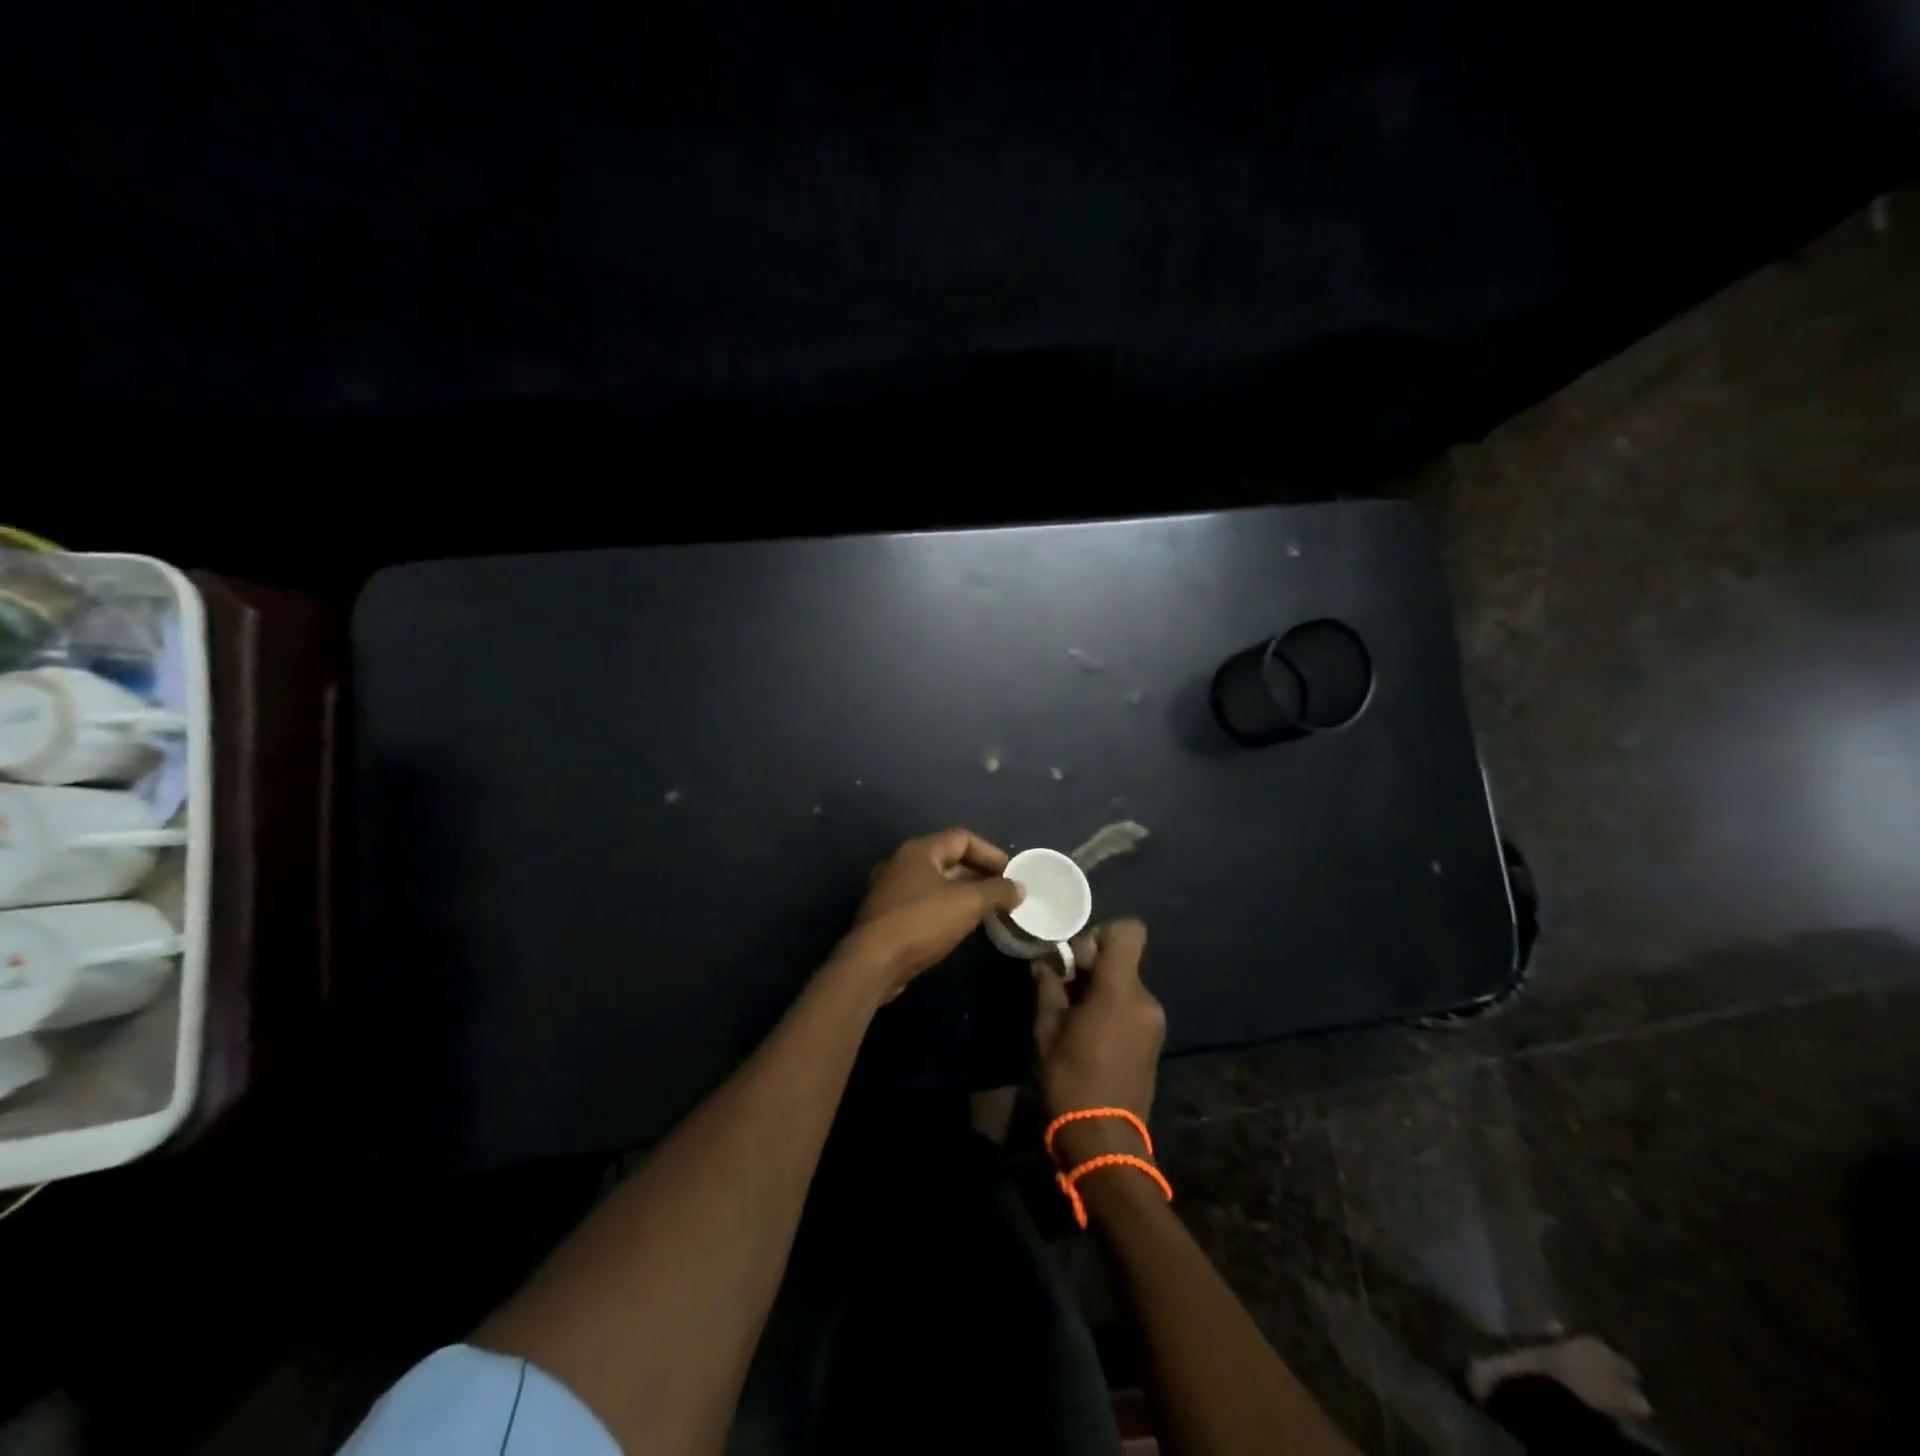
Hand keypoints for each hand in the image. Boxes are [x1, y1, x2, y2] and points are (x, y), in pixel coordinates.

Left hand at [837, 828, 1024, 997]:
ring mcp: (891, 889)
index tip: (1011, 873)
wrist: (873, 962)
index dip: (990, 852)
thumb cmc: (922, 922)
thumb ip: (997, 891)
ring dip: (963, 892)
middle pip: (948, 859)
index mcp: (919, 850)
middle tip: (1003, 892)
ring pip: (936, 882)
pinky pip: (924, 902)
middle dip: (978, 873)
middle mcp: (902, 862)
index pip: (962, 838)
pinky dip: (946, 907)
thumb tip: (1019, 888)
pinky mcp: (888, 915)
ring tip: (987, 909)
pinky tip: (960, 925)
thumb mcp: (968, 903)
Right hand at [1033, 920, 1164, 1165]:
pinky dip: (1112, 1008)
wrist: (1104, 1141)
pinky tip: (1090, 1034)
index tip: (1076, 959)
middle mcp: (1145, 999)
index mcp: (1120, 990)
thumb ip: (1048, 988)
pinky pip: (1132, 1007)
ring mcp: (1154, 1022)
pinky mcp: (1154, 1041)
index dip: (1102, 934)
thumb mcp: (1047, 1030)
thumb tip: (1044, 964)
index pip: (1130, 931)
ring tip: (1073, 1016)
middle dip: (1092, 966)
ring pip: (1126, 984)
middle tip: (1063, 990)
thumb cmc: (1070, 1080)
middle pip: (1123, 960)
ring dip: (1101, 989)